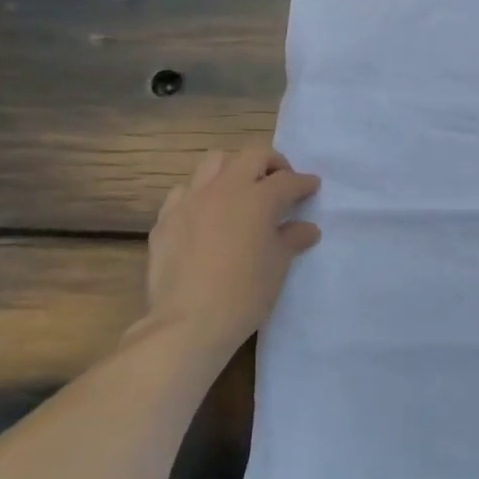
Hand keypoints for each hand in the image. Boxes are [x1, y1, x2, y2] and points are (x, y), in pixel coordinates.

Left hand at [141, 148, 321, 366]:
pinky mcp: (166, 217)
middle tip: (280, 183)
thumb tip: (307, 228)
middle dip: (272, 163)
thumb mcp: (278, 267)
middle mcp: (225, 188)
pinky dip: (200, 194)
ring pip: (214, 162)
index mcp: (258, 198)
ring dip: (234, 169)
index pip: (288, 180)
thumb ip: (292, 239)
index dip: (304, 183)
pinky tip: (205, 215)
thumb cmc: (244, 294)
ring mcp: (191, 199)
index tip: (312, 187)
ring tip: (241, 191)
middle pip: (252, 155)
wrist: (188, 322)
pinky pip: (185, 191)